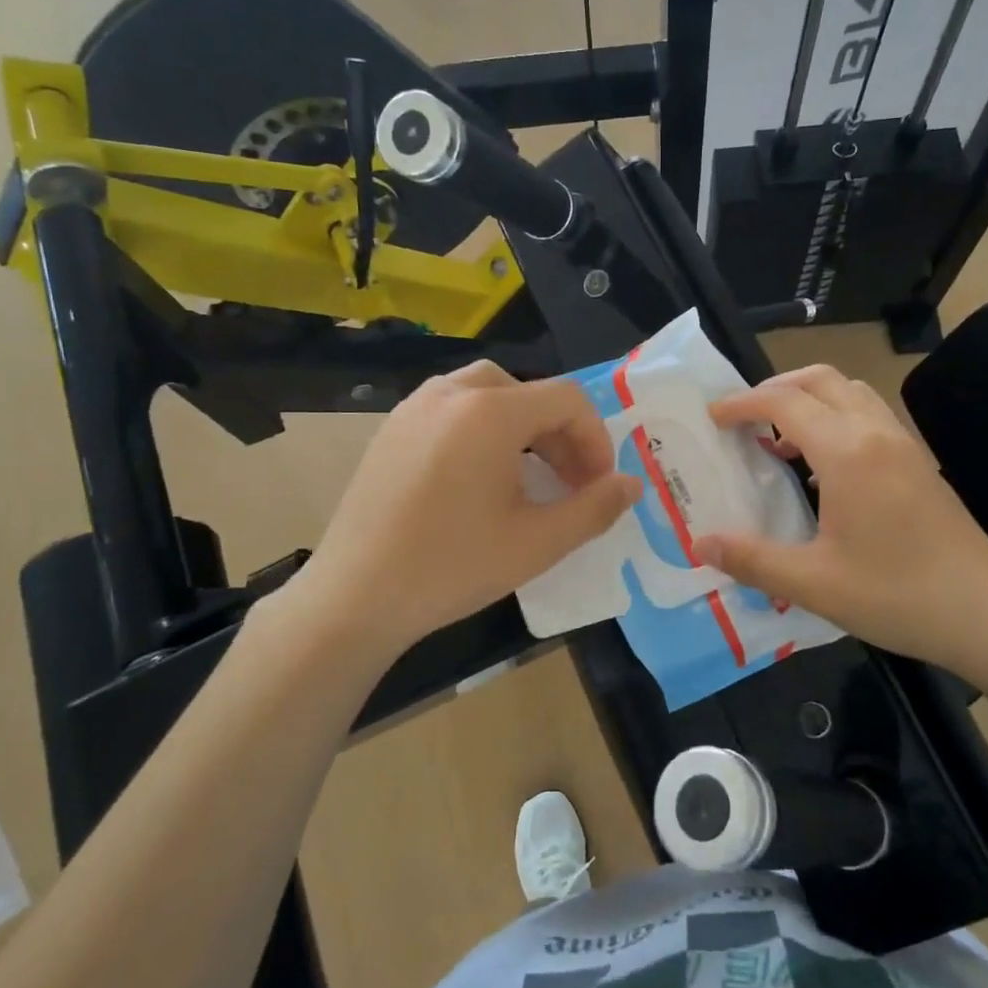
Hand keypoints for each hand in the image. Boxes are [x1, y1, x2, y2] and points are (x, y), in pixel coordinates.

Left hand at [276, 361, 641, 659]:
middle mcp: (450, 393)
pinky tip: (480, 479)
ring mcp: (413, 408)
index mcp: (489, 412)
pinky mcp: (391, 430)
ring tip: (530, 476)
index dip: (596, 439)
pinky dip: (483, 430)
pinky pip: (452, 410)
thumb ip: (595, 508)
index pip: (567, 399)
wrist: (355, 596)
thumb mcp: (538, 543)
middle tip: (570, 482)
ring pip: (488, 395)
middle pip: (528, 391)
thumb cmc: (453, 567)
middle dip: (561, 433)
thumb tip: (632, 484)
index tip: (599, 485)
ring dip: (523, 427)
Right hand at [695, 365, 987, 691]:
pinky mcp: (920, 465)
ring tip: (779, 439)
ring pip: (851, 394)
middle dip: (776, 388)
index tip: (712, 417)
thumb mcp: (813, 584)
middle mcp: (876, 434)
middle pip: (821, 380)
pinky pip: (870, 418)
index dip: (742, 403)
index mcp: (847, 452)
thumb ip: (752, 560)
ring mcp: (904, 446)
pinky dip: (836, 420)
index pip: (784, 402)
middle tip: (743, 418)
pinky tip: (822, 470)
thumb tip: (701, 544)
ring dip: (810, 401)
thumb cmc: (897, 595)